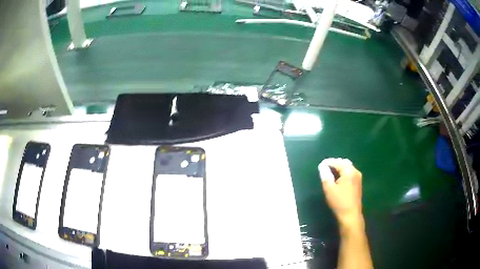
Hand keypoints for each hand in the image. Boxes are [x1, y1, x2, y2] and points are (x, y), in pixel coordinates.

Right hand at [319, 158, 363, 227]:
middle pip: (344, 163)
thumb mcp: (329, 188)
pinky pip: (349, 173)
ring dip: (339, 169)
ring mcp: (358, 178)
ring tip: (330, 175)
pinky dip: (343, 174)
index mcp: (349, 171)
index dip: (328, 163)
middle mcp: (355, 171)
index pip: (337, 162)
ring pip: (347, 168)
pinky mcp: (358, 184)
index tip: (319, 166)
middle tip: (324, 170)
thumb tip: (322, 166)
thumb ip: (325, 175)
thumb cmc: (339, 202)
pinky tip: (337, 180)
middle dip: (334, 164)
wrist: (351, 215)